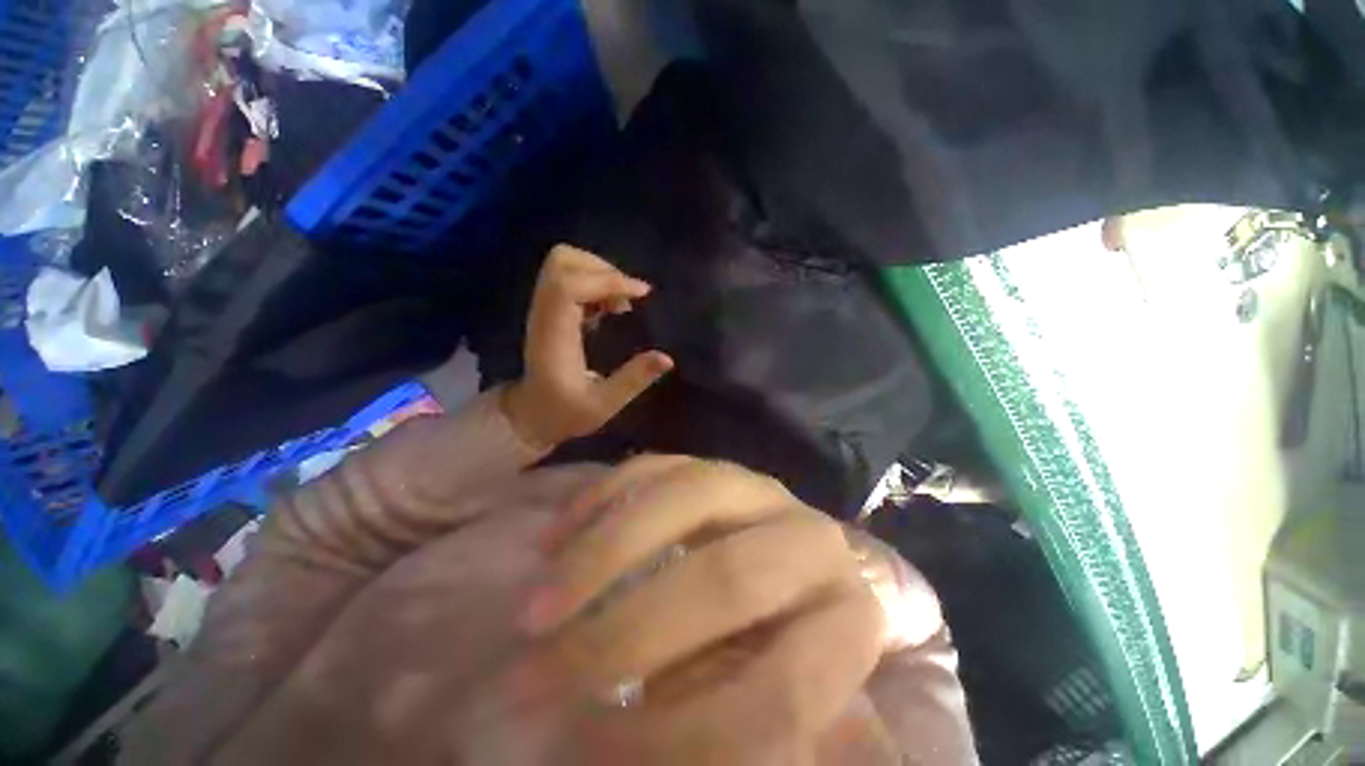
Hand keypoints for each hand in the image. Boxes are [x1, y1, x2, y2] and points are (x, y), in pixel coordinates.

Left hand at [502, 245, 673, 448]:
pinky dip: (595, 283)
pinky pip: (569, 278)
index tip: (642, 293)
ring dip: (599, 273)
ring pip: (563, 264)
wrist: (530, 415)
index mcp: (554, 335)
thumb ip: (634, 380)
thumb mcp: (604, 404)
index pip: (568, 286)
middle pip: (561, 262)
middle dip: (603, 268)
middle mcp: (544, 314)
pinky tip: (610, 308)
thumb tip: (667, 358)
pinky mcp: (550, 310)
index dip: (607, 280)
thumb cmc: (565, 412)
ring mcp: (544, 309)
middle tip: (630, 295)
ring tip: (622, 303)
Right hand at [511, 456, 885, 764]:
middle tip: (535, 674)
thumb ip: (729, 731)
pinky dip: (603, 499)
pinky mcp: (714, 465)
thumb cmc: (788, 647)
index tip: (592, 749)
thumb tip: (612, 750)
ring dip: (603, 554)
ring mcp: (758, 488)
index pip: (780, 696)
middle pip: (726, 579)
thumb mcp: (773, 706)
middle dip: (626, 633)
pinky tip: (556, 535)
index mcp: (848, 619)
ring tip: (536, 608)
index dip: (684, 738)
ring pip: (685, 499)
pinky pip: (659, 467)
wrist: (798, 571)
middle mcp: (808, 540)